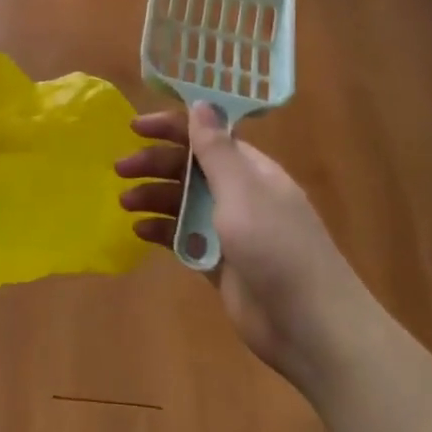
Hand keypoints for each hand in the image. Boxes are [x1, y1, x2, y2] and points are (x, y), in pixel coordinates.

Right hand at [117, 102, 376, 391]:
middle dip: (155, 163)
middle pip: (190, 167)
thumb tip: (200, 102)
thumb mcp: (242, 192)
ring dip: (154, 196)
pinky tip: (139, 232)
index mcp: (251, 170)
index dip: (172, 127)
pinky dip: (163, 231)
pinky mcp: (219, 263)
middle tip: (120, 170)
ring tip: (125, 203)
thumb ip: (216, 149)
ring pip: (184, 202)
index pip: (207, 135)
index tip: (135, 127)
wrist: (312, 328)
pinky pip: (184, 237)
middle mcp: (239, 194)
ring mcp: (229, 230)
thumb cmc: (277, 248)